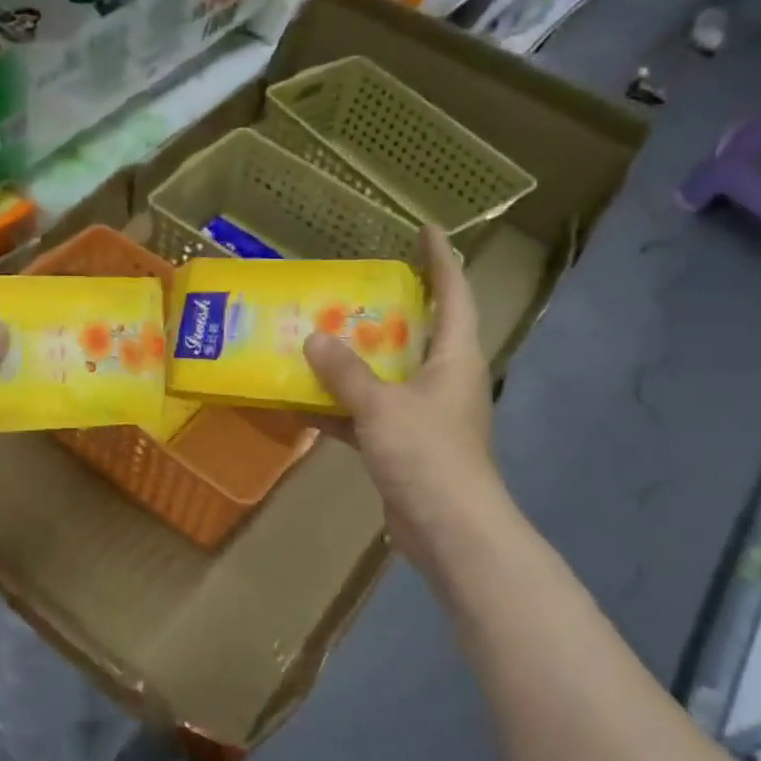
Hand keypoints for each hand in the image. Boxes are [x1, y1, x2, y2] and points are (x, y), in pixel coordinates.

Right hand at [304, 227, 500, 572]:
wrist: (449, 530)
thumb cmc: (426, 454)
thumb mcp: (381, 406)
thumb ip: (345, 372)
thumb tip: (314, 338)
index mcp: (455, 358)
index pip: (454, 295)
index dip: (441, 260)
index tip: (426, 230)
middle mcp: (444, 381)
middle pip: (418, 333)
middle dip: (389, 310)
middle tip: (351, 288)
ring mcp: (425, 416)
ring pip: (388, 376)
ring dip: (356, 362)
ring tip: (318, 337)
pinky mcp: (406, 446)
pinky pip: (370, 415)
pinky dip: (343, 409)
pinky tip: (305, 403)